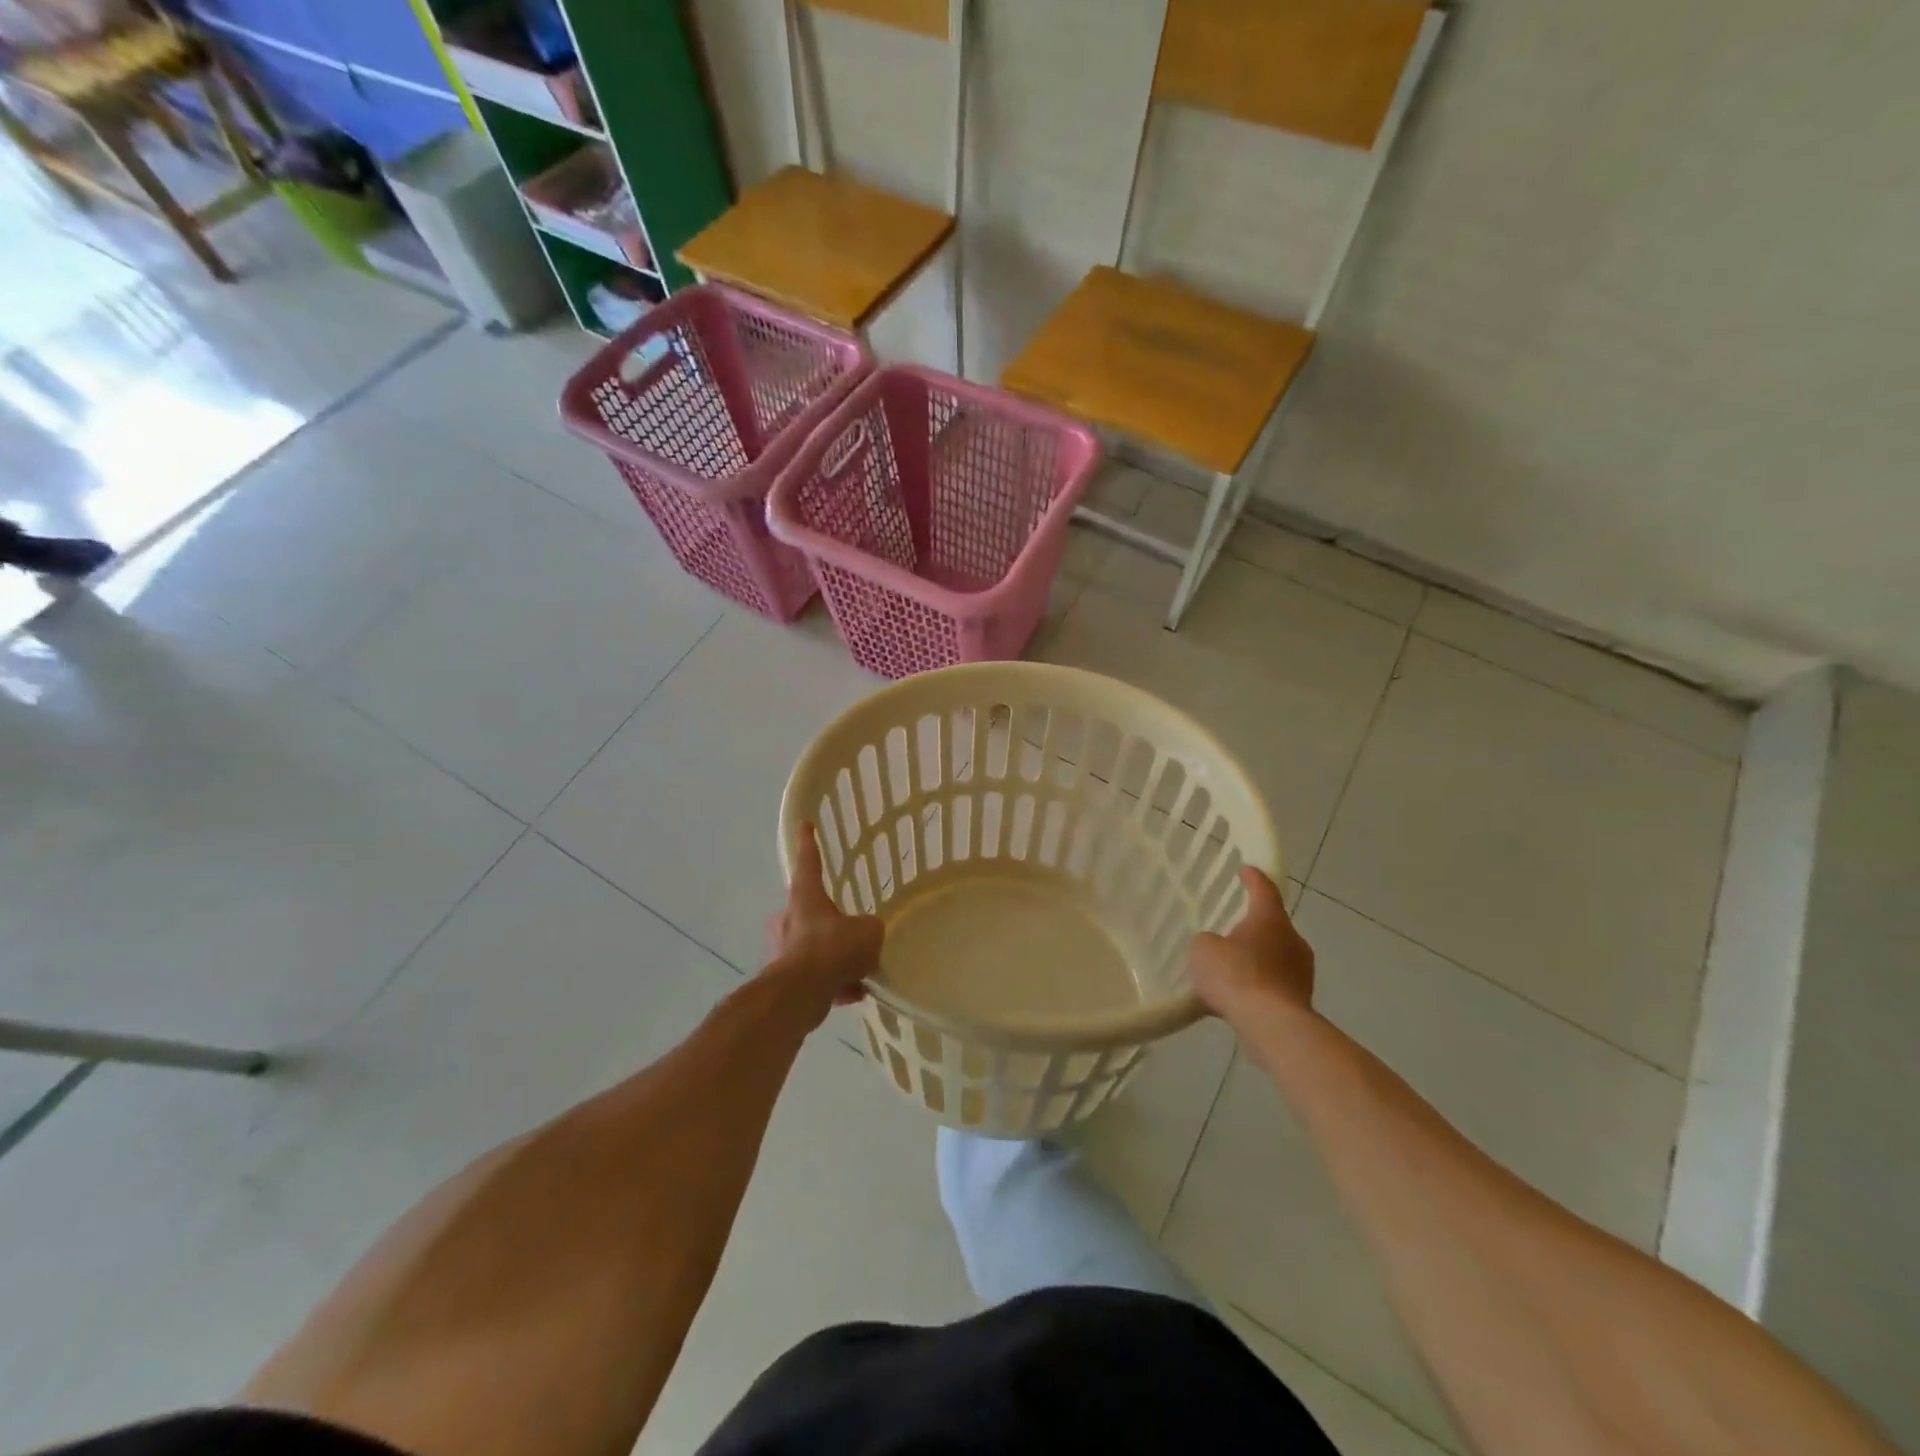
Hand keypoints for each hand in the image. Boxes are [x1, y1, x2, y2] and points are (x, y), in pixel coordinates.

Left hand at [764, 825, 883, 1017]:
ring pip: (811, 946)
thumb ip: (870, 928)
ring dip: (832, 956)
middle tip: (847, 929)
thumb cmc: (832, 949)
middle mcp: (789, 919)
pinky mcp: (784, 980)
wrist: (801, 994)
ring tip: (858, 969)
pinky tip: (853, 993)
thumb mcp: (868, 931)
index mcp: (805, 897)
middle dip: (826, 919)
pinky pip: (814, 975)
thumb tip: (867, 935)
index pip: (809, 861)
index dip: (809, 842)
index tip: (804, 824)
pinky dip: (831, 982)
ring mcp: (783, 950)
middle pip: (808, 910)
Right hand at [1188, 868, 1314, 1020]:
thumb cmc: (1236, 975)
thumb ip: (1209, 943)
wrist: (1270, 1025)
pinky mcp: (1301, 1002)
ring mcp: (1302, 973)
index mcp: (1271, 920)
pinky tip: (1239, 997)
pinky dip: (1259, 986)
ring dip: (1258, 959)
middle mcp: (1293, 941)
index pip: (1264, 889)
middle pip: (1274, 926)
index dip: (1253, 878)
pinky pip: (1275, 985)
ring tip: (1233, 968)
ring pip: (1277, 957)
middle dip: (1255, 926)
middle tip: (1234, 928)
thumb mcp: (1203, 949)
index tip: (1246, 870)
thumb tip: (1217, 950)